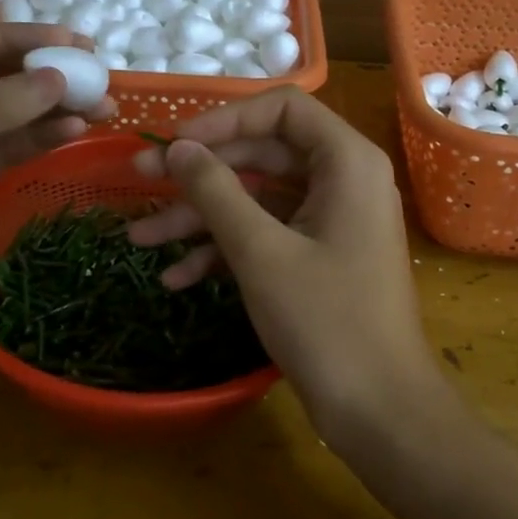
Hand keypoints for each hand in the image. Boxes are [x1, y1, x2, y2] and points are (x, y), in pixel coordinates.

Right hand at [127, 88, 447, 440]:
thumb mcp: (260, 251)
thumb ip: (216, 191)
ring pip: (258, 200)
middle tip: (138, 181)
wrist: (379, 410)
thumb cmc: (326, 320)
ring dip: (201, 217)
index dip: (224, 118)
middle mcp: (344, 180)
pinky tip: (176, 277)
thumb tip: (178, 148)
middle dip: (200, 172)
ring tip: (139, 238)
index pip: (282, 108)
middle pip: (263, 154)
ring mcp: (331, 221)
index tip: (175, 144)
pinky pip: (268, 236)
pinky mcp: (319, 257)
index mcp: (346, 161)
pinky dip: (225, 250)